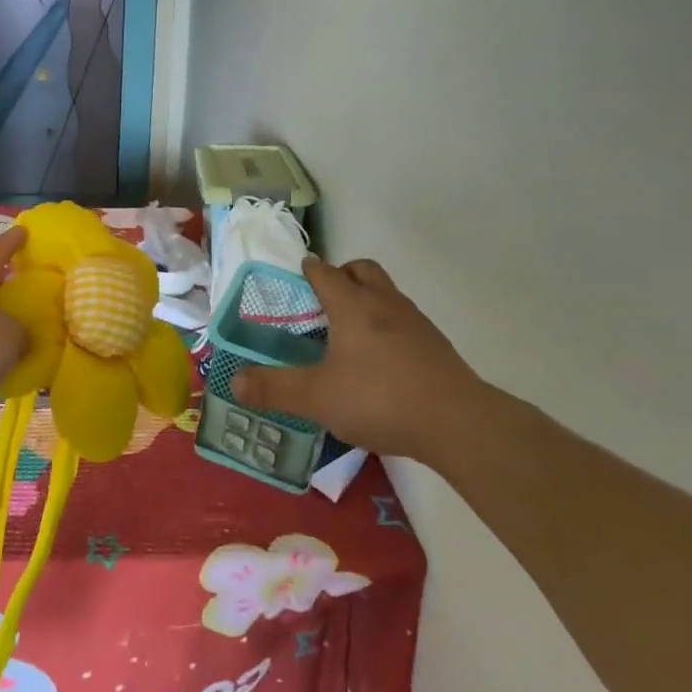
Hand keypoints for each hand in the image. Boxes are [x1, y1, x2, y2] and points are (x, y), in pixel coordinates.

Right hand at [232, 255, 483, 459]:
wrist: (457, 422)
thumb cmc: (379, 398)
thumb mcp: (317, 398)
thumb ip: (275, 389)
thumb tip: (234, 381)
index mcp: (352, 306)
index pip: (326, 273)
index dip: (310, 269)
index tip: (299, 273)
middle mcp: (384, 303)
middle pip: (363, 270)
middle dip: (343, 274)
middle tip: (326, 299)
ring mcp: (415, 322)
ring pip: (387, 294)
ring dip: (368, 299)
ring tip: (351, 332)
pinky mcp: (436, 346)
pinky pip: (405, 321)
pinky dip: (389, 327)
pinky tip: (382, 361)